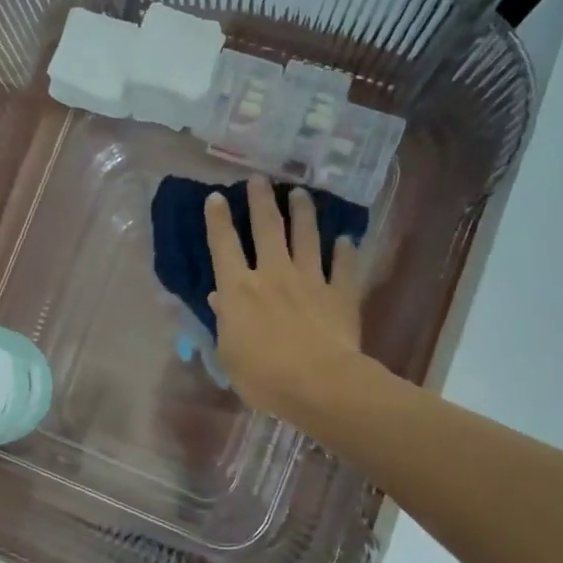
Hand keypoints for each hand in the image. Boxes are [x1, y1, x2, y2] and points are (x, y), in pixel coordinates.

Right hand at [206, 177, 372, 423]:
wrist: (319, 383)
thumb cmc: (263, 375)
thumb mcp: (229, 353)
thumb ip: (224, 321)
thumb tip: (219, 298)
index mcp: (238, 289)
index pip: (224, 246)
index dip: (218, 220)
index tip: (216, 197)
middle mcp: (273, 274)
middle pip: (267, 228)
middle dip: (261, 200)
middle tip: (260, 179)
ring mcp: (310, 280)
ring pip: (306, 237)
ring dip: (303, 213)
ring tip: (301, 193)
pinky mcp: (340, 294)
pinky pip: (343, 267)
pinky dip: (345, 251)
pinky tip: (346, 239)